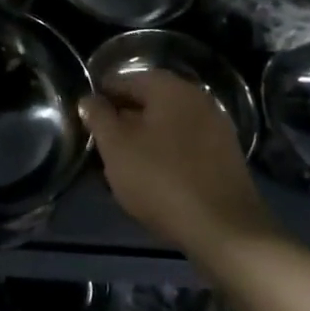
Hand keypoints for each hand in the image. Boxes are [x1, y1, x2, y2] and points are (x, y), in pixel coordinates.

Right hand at [81, 70, 281, 258]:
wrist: (225, 230)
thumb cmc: (161, 180)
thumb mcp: (116, 147)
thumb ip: (98, 117)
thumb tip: (89, 99)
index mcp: (169, 87)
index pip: (123, 80)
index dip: (99, 99)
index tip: (84, 122)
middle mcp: (196, 97)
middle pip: (147, 102)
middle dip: (122, 121)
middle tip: (100, 146)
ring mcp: (215, 127)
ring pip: (166, 125)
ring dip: (143, 140)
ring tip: (122, 166)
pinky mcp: (225, 156)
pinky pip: (184, 146)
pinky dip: (165, 155)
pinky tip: (152, 179)